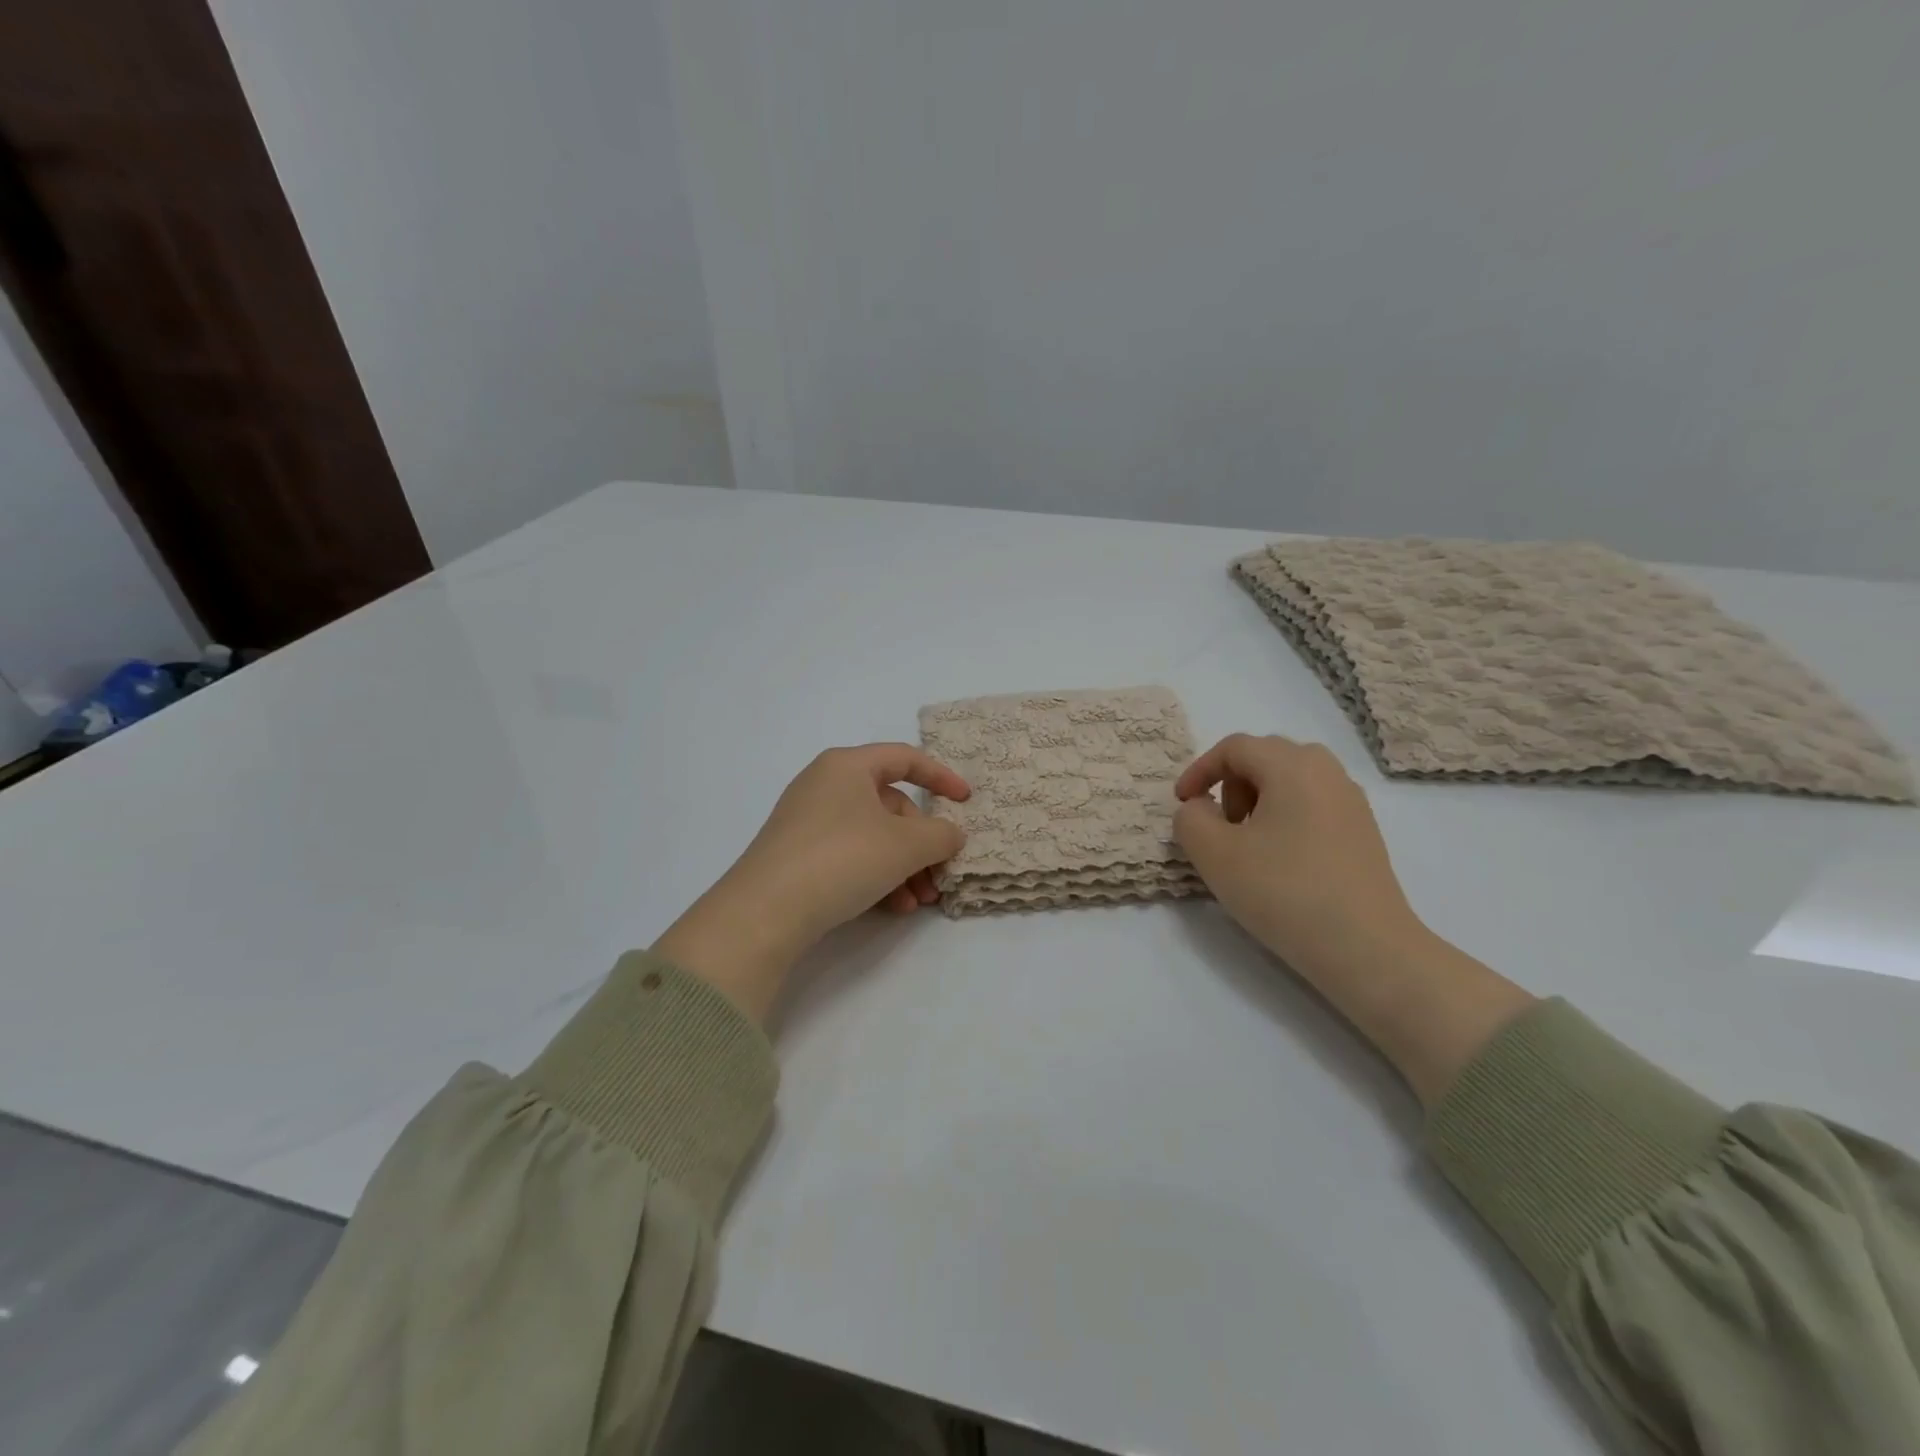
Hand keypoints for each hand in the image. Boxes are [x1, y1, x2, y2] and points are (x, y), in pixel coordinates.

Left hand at [654, 744, 969, 1021]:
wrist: (765, 911)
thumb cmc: (842, 858)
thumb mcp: (905, 845)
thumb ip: (940, 834)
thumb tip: (951, 834)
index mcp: (847, 766)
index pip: (905, 759)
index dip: (941, 777)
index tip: (967, 801)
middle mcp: (825, 785)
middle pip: (890, 806)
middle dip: (921, 843)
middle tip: (939, 875)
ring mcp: (807, 821)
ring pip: (872, 836)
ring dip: (904, 867)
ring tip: (919, 902)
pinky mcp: (797, 855)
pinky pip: (849, 856)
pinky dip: (876, 877)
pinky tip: (892, 908)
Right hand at [1173, 734, 1423, 981]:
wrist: (1366, 948)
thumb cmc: (1283, 891)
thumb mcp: (1214, 854)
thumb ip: (1190, 819)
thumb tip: (1201, 808)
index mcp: (1292, 766)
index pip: (1234, 747)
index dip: (1199, 770)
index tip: (1182, 804)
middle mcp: (1327, 771)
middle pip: (1265, 757)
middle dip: (1231, 783)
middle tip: (1219, 823)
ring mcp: (1351, 801)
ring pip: (1291, 779)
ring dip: (1258, 799)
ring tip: (1247, 844)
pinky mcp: (1363, 832)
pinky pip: (1313, 803)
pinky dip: (1285, 816)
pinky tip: (1281, 860)